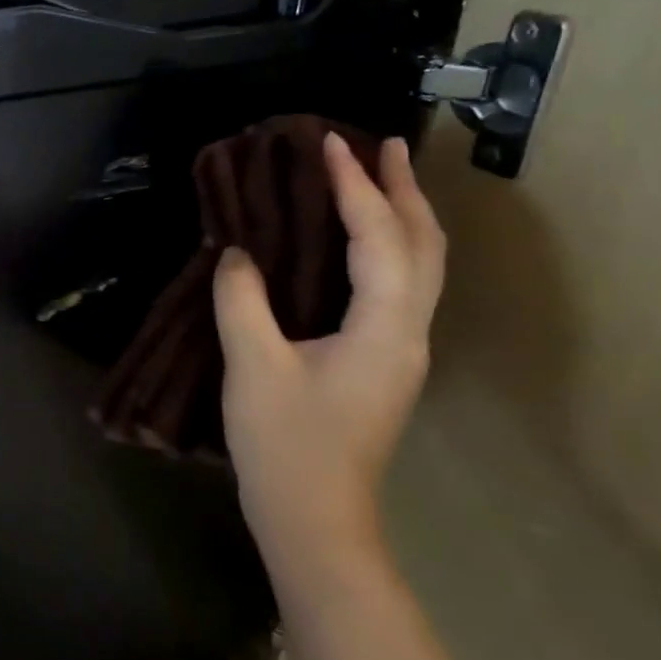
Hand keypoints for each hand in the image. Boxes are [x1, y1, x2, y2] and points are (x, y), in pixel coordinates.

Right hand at [211, 134, 444, 597]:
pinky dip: (387, 246)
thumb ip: (243, 301)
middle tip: (380, 144)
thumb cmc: (285, 443)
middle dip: (404, 189)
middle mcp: (408, 332)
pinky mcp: (384, 363)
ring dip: (403, 215)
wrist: (314, 516)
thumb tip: (237, 253)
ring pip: (419, 266)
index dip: (355, 186)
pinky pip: (398, 286)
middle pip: (424, 245)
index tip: (328, 143)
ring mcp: (401, 350)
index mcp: (385, 328)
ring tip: (378, 178)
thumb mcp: (253, 366)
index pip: (378, 237)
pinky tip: (360, 242)